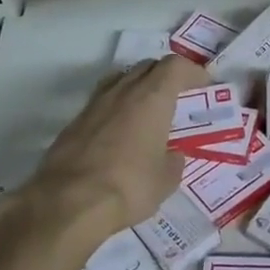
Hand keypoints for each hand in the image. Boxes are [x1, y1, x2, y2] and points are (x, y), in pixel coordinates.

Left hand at [30, 55, 207, 231]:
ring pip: (120, 80)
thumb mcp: (166, 180)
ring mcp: (93, 105)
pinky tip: (119, 132)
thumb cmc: (129, 186)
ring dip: (137, 87)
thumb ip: (173, 161)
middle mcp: (122, 92)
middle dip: (165, 75)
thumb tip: (171, 155)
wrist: (67, 203)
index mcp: (152, 98)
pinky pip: (101, 103)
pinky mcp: (73, 123)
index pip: (175, 66)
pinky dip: (115, 108)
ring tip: (146, 110)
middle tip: (176, 95)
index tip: (202, 84)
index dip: (191, 71)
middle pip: (147, 66)